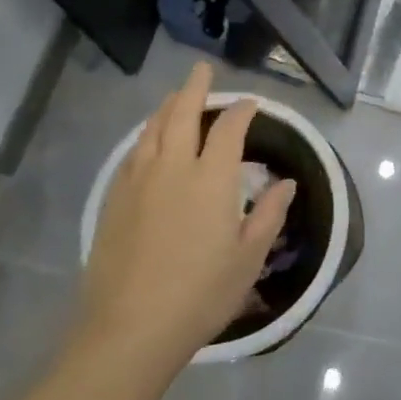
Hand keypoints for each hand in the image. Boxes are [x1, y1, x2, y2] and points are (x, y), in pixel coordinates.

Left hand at [75, 62, 293, 367]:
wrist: (130, 329)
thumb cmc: (201, 293)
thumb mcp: (249, 257)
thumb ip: (269, 214)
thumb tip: (286, 182)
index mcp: (211, 178)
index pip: (229, 129)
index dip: (241, 111)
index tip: (250, 104)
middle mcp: (173, 168)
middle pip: (183, 114)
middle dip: (195, 88)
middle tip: (202, 70)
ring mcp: (138, 182)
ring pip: (152, 130)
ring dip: (167, 107)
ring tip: (176, 97)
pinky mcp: (114, 201)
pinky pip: (132, 153)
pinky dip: (145, 136)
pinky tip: (147, 141)